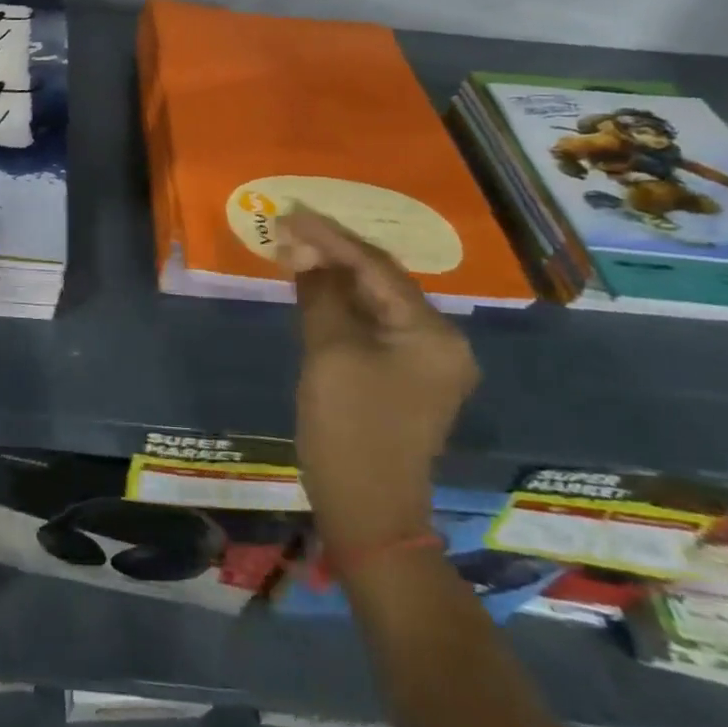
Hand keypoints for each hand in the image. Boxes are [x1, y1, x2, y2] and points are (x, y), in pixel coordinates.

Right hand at [277, 208, 478, 551]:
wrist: (368, 514)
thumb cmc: (349, 430)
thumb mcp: (328, 354)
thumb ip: (319, 294)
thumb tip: (303, 250)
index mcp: (432, 333)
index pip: (375, 267)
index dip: (329, 236)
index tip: (290, 212)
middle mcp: (439, 340)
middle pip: (379, 280)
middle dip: (332, 251)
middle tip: (288, 226)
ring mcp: (424, 360)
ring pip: (374, 301)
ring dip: (334, 275)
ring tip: (294, 247)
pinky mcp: (404, 376)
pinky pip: (371, 324)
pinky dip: (340, 304)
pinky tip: (312, 287)